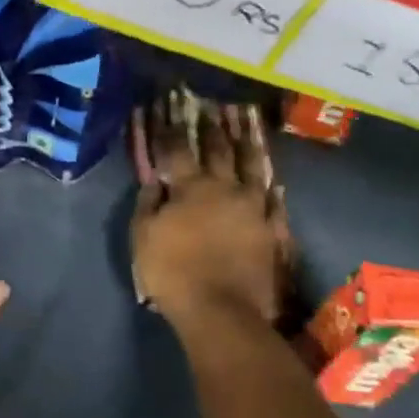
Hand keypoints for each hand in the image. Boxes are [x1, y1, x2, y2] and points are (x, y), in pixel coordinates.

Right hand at [131, 97, 290, 325]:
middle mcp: (226, 188)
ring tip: (247, 125)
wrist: (221, 310)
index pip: (179, 150)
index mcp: (191, 188)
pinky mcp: (272, 229)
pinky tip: (274, 181)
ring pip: (253, 168)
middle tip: (212, 107)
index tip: (169, 111)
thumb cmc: (173, 273)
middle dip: (213, 127)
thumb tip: (155, 180)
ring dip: (248, 145)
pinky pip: (275, 202)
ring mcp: (254, 208)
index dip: (173, 130)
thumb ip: (149, 205)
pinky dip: (273, 190)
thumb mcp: (144, 238)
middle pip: (220, 150)